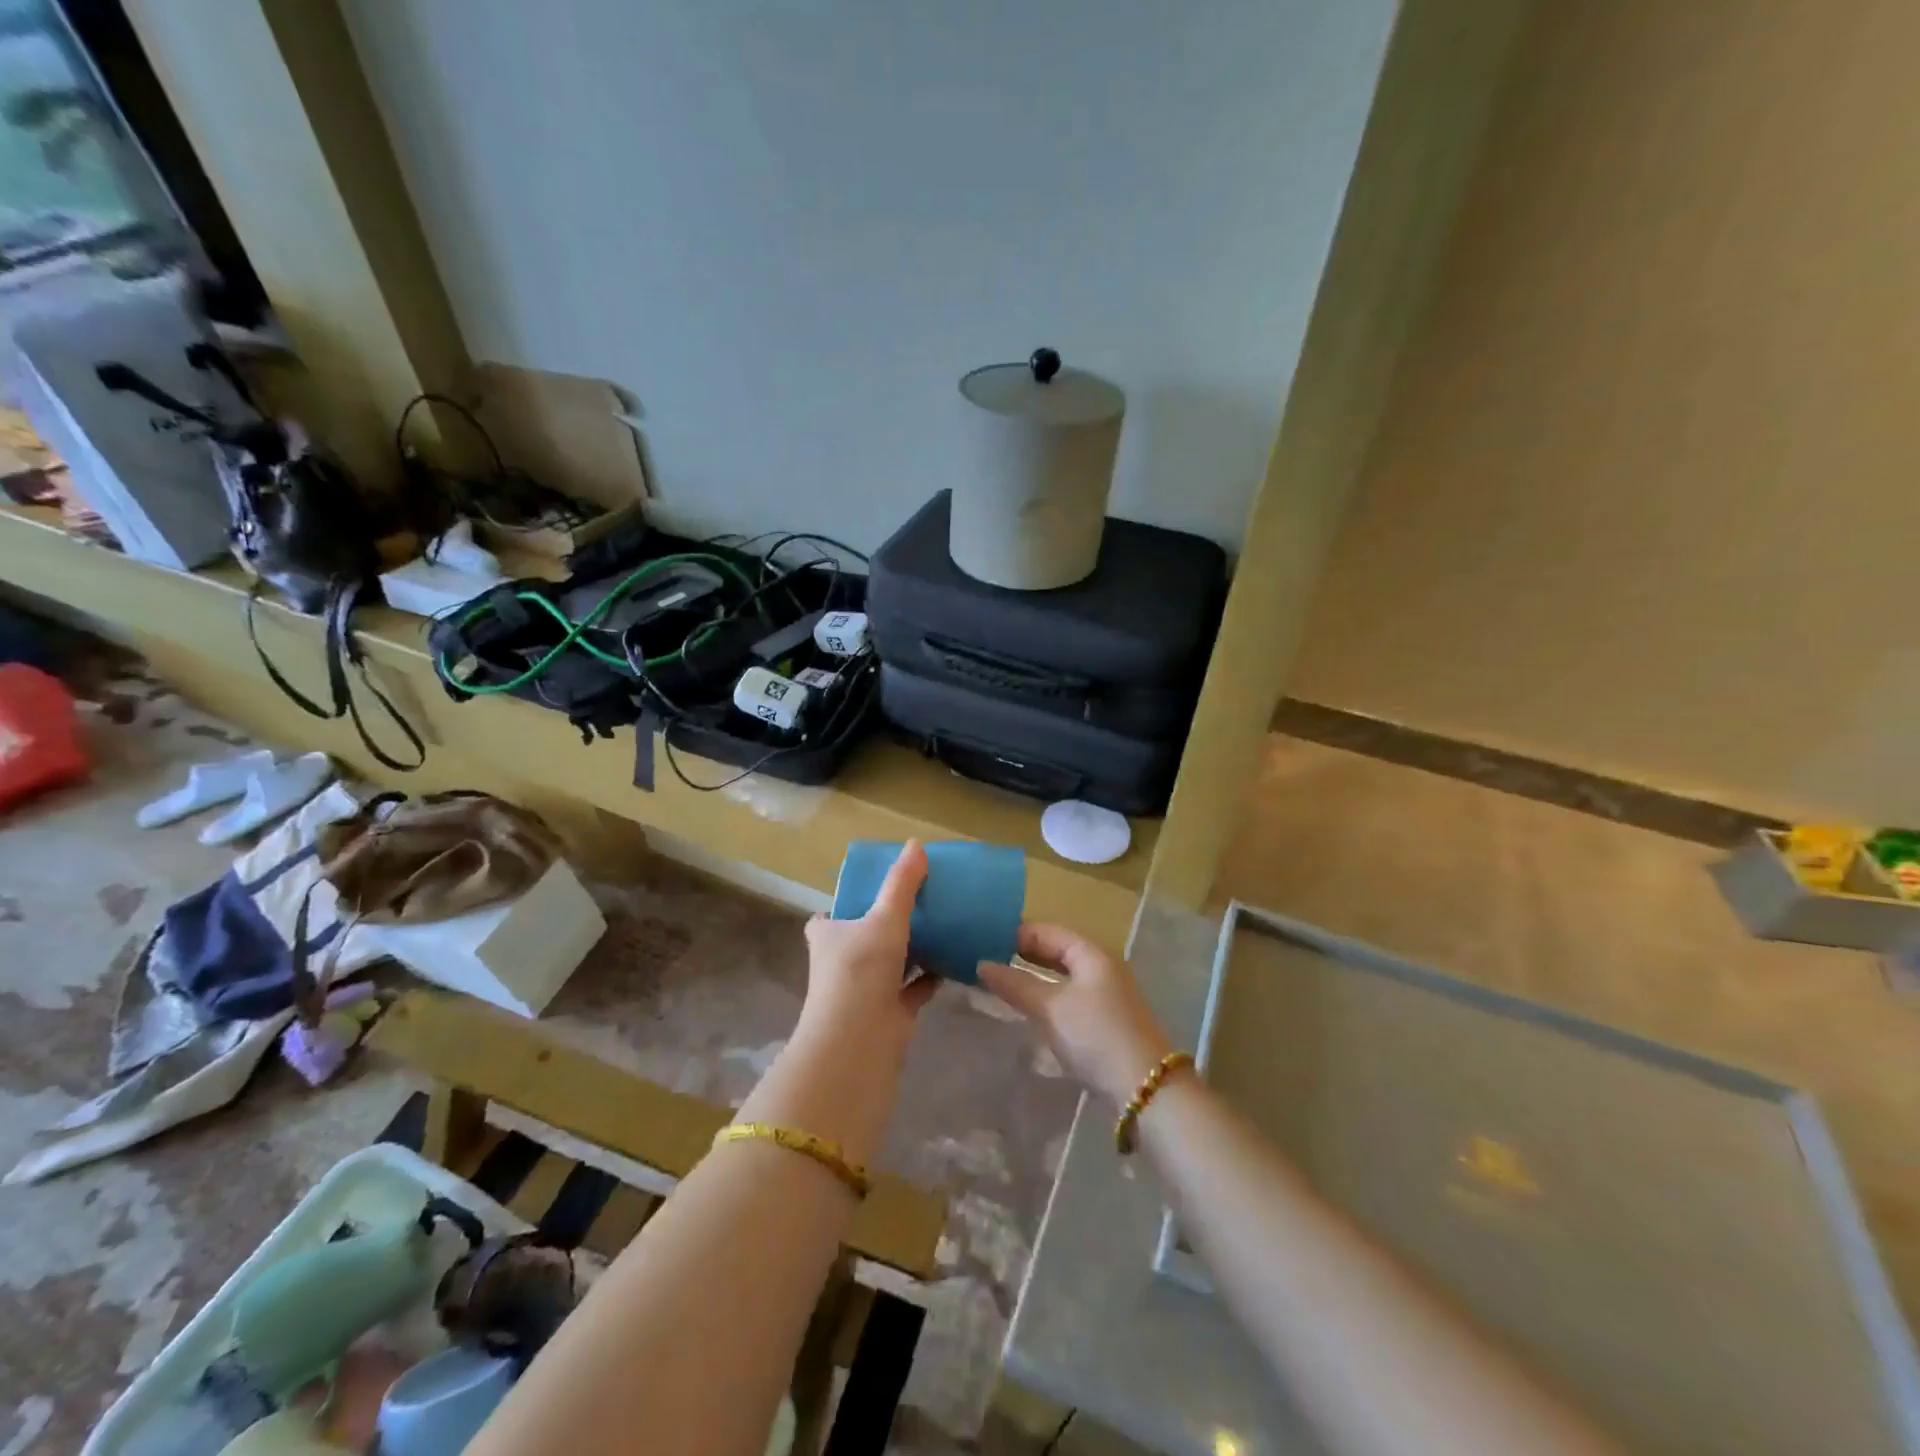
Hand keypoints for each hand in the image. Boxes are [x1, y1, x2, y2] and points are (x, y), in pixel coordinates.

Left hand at [799, 839, 939, 1055]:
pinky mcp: (889, 1012)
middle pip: (863, 938)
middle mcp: (841, 963)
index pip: (827, 917)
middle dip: (885, 925)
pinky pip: (912, 987)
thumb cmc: (861, 969)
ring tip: (942, 925)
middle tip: (919, 903)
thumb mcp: (884, 917)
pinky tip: (954, 960)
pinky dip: (930, 976)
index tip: (869, 892)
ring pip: (890, 963)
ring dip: (911, 949)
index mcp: (828, 936)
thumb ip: (901, 883)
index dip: (845, 904)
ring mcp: (864, 990)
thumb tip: (916, 844)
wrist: (860, 1040)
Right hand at [980, 924, 1174, 1107]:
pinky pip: (1069, 995)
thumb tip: (982, 965)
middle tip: (986, 961)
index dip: (1016, 933)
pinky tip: (1028, 1007)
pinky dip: (1047, 995)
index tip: (982, 941)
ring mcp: (1106, 993)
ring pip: (1062, 975)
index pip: (1047, 930)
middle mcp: (1101, 966)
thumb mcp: (1051, 1007)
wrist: (1144, 1088)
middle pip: (1056, 950)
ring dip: (1033, 976)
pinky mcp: (1105, 1019)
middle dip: (1023, 954)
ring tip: (1000, 982)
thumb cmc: (1095, 1035)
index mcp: (1091, 953)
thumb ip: (1016, 984)